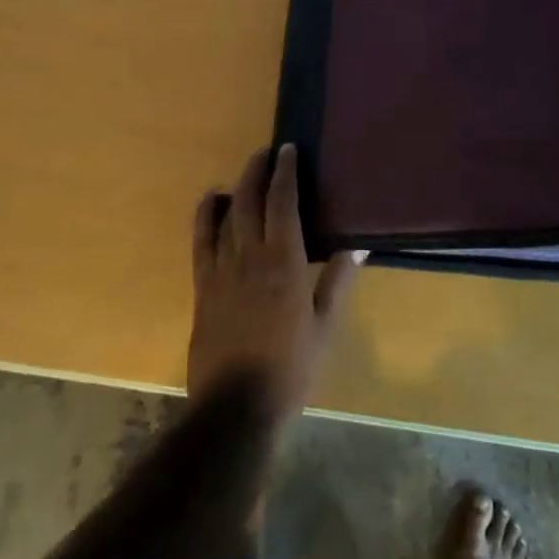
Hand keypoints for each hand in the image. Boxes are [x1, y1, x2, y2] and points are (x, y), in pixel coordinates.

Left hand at [188, 144, 364, 416]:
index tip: (288, 150)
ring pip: (225, 216)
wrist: (236, 408)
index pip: (283, 203)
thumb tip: (357, 245)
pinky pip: (201, 241)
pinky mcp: (203, 287)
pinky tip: (211, 204)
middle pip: (250, 200)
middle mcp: (250, 255)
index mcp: (284, 261)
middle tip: (266, 153)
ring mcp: (221, 270)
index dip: (285, 172)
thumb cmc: (290, 369)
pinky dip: (206, 216)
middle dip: (257, 171)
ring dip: (234, 189)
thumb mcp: (325, 328)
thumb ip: (338, 282)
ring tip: (243, 174)